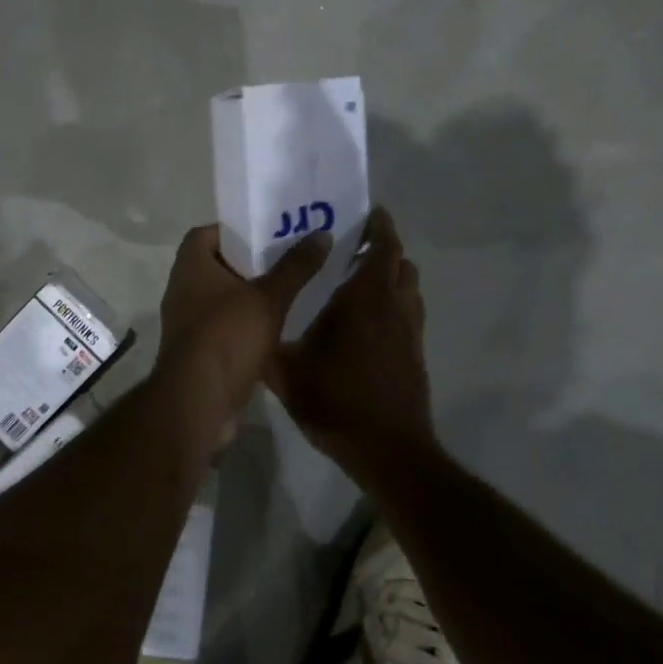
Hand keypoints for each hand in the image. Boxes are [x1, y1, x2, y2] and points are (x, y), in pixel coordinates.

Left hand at [155, 225, 332, 418]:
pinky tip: (275, 329)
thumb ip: (295, 267)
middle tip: (286, 260)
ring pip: (220, 298)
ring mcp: (186, 322)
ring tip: (287, 292)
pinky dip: (243, 324)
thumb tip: (322, 234)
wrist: (198, 401)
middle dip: (249, 263)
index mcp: (191, 266)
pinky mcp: (196, 351)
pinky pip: (222, 327)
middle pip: (216, 265)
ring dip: (248, 296)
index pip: (207, 233)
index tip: (266, 234)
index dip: (235, 230)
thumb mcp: (269, 298)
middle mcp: (182, 289)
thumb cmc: (228, 336)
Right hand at [269, 207, 434, 480]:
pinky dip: (396, 301)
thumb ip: (266, 343)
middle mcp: (393, 306)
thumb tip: (247, 322)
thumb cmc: (336, 401)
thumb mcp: (286, 373)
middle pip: (401, 263)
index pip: (383, 247)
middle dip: (384, 247)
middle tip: (356, 244)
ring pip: (410, 287)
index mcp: (364, 299)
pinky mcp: (415, 353)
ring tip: (363, 277)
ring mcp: (409, 331)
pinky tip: (370, 320)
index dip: (380, 226)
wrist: (388, 450)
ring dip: (393, 274)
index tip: (368, 213)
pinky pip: (410, 312)